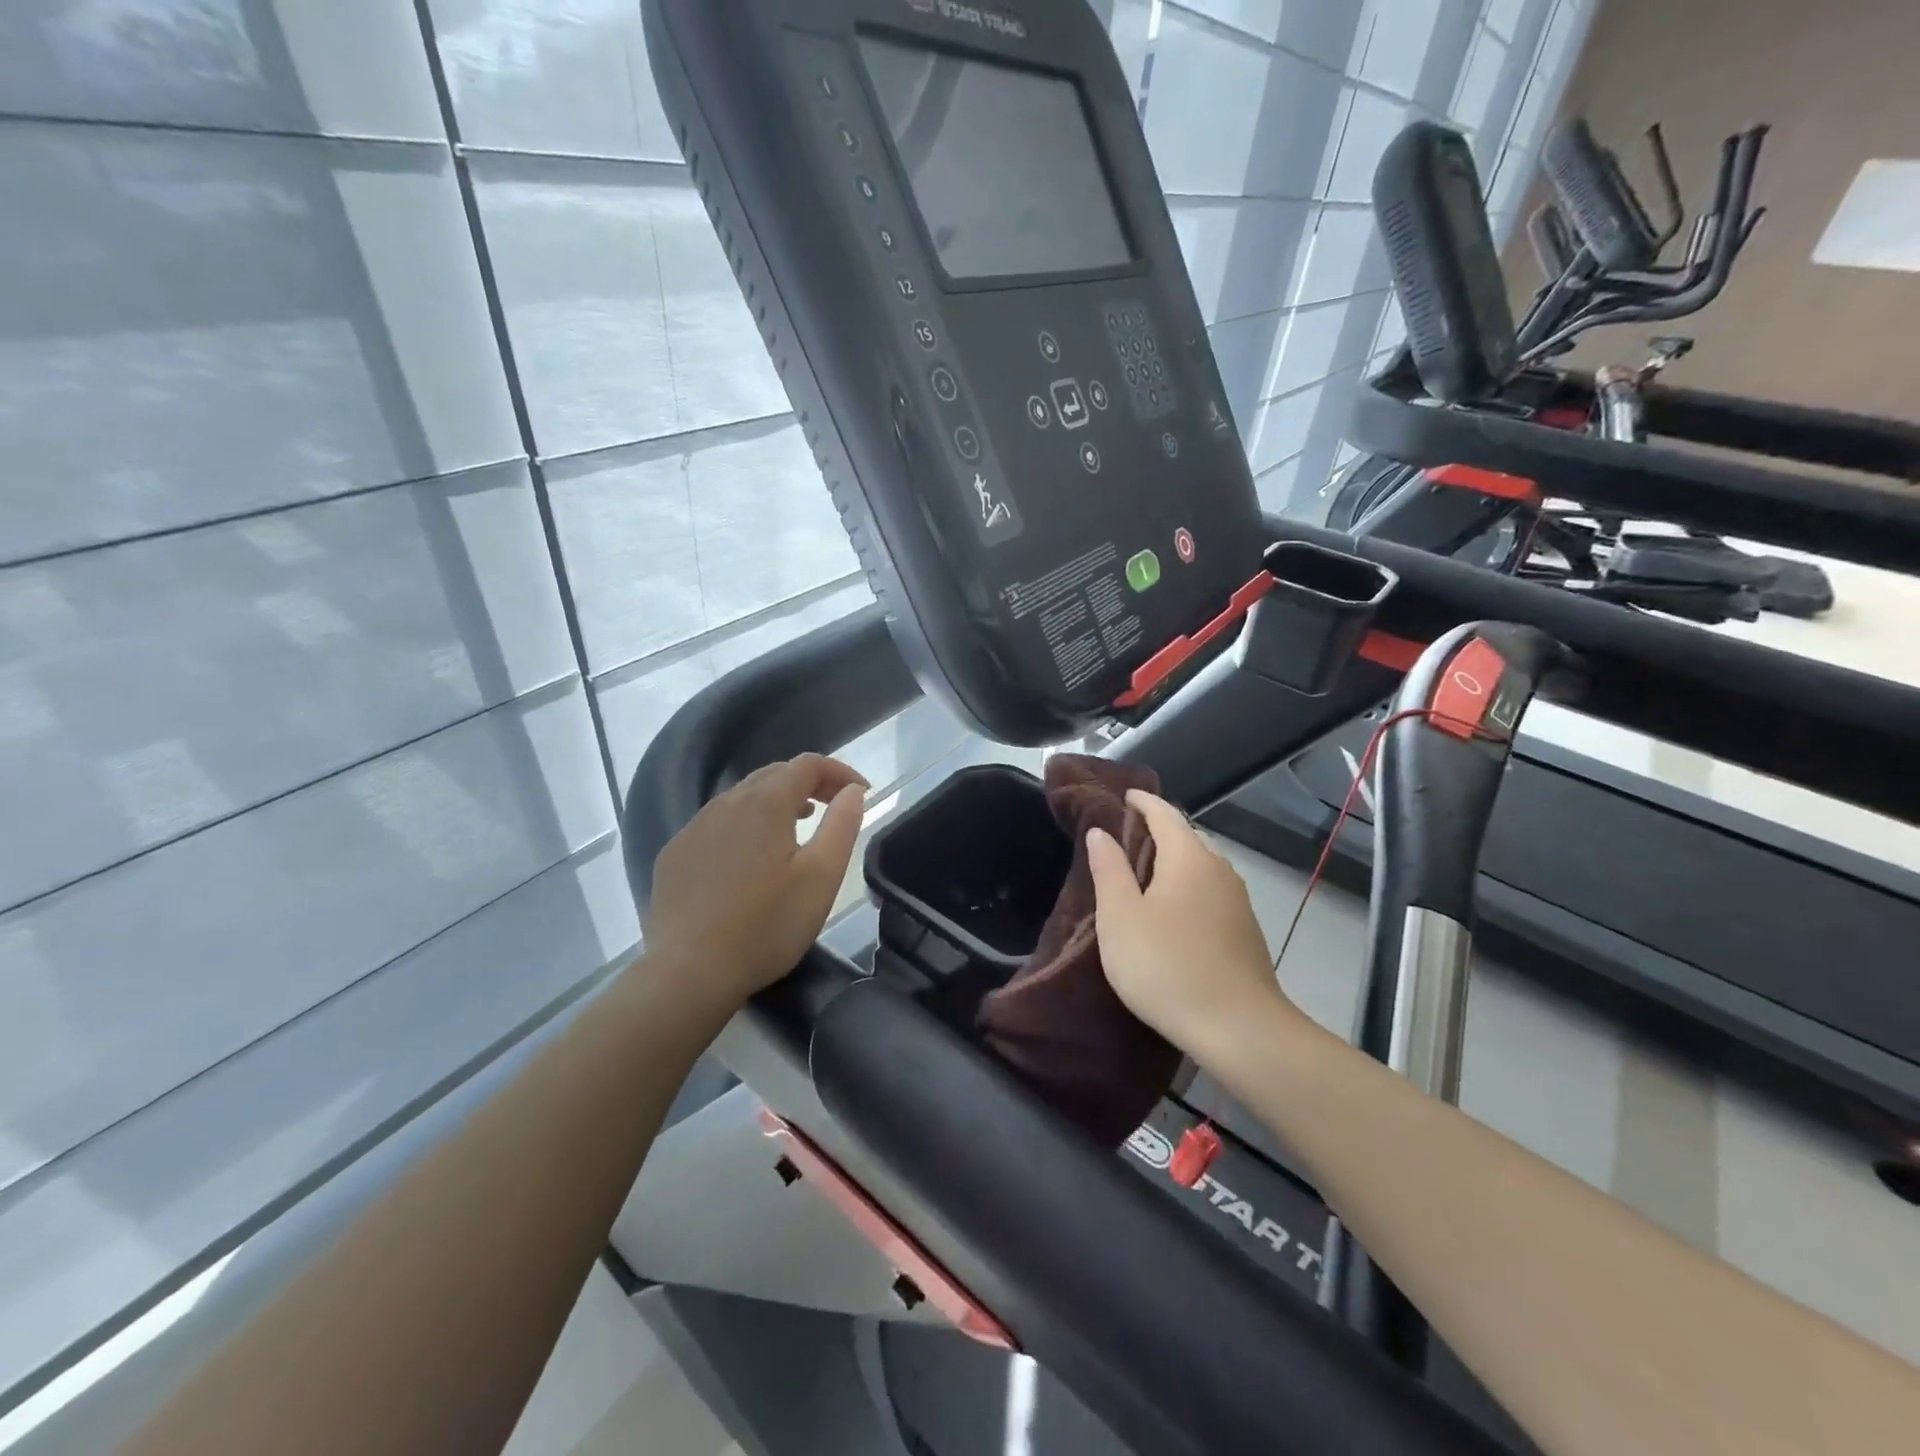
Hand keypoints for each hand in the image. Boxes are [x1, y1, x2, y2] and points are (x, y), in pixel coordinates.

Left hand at [644, 754, 867, 1008]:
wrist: (689, 972)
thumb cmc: (767, 926)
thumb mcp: (822, 877)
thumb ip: (842, 825)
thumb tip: (852, 791)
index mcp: (766, 804)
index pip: (807, 764)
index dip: (839, 771)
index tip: (861, 792)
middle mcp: (726, 804)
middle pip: (773, 774)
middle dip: (808, 783)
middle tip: (833, 805)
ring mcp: (694, 828)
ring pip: (742, 798)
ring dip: (775, 802)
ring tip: (796, 826)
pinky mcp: (675, 855)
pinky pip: (716, 824)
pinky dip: (744, 826)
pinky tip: (749, 860)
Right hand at [1087, 790, 1300, 1054]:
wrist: (1238, 1028)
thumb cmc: (1166, 966)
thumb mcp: (1121, 918)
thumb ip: (1109, 870)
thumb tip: (1101, 832)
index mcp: (1188, 857)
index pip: (1164, 813)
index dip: (1142, 802)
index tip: (1122, 797)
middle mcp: (1219, 869)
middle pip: (1187, 836)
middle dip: (1158, 830)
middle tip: (1125, 837)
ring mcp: (1237, 900)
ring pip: (1201, 865)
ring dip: (1174, 860)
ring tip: (1144, 873)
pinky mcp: (1245, 929)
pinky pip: (1211, 890)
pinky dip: (1189, 885)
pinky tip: (1173, 910)